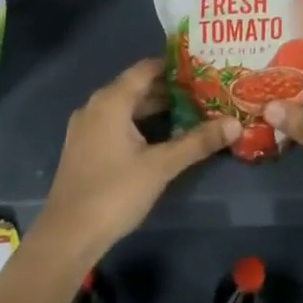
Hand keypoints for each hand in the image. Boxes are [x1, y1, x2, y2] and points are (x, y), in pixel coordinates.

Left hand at [37, 60, 235, 265]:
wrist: (67, 236)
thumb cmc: (115, 192)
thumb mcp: (161, 166)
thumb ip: (197, 142)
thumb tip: (235, 123)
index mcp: (111, 100)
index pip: (147, 68)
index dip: (175, 66)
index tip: (203, 68)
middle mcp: (96, 106)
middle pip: (137, 88)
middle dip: (170, 90)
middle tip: (205, 92)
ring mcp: (86, 127)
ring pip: (127, 108)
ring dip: (156, 109)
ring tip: (191, 112)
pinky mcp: (84, 148)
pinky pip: (116, 124)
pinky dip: (140, 124)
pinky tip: (162, 138)